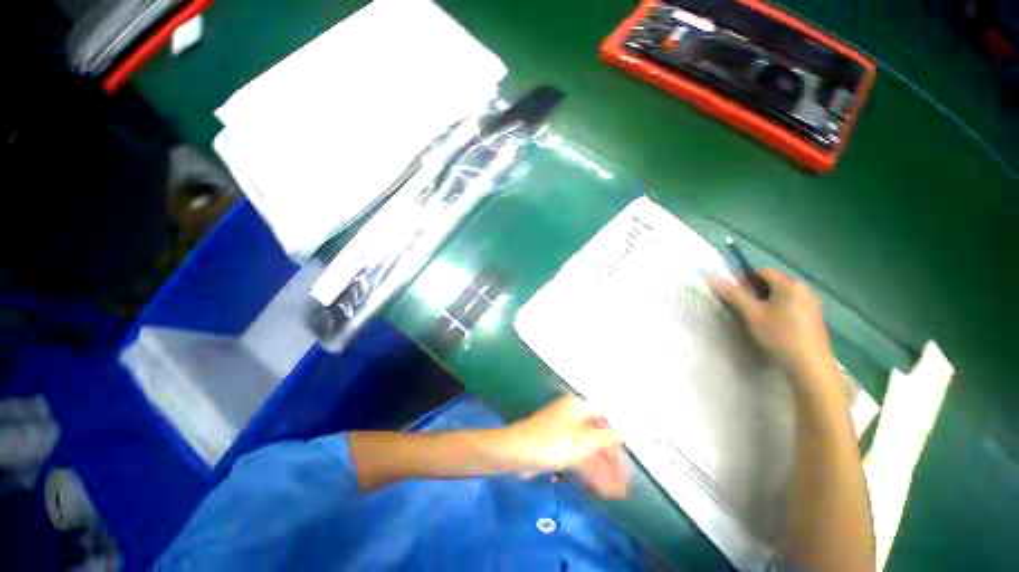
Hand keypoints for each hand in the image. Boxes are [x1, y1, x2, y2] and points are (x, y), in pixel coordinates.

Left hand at [502, 395, 629, 498]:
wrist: (517, 452)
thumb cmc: (552, 442)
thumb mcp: (584, 441)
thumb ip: (607, 437)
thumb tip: (628, 430)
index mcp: (578, 407)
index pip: (606, 420)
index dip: (618, 439)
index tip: (628, 459)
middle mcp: (573, 417)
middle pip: (598, 438)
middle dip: (611, 462)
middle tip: (625, 483)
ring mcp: (565, 433)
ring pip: (589, 451)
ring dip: (603, 471)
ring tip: (617, 493)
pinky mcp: (558, 447)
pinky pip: (578, 458)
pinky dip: (590, 472)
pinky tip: (602, 489)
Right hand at [708, 269, 837, 390]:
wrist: (810, 366)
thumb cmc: (780, 336)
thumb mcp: (752, 314)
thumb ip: (733, 294)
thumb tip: (711, 277)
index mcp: (790, 285)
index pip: (762, 272)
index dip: (744, 280)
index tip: (734, 296)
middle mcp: (804, 290)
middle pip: (772, 284)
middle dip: (754, 293)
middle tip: (742, 309)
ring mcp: (811, 305)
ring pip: (781, 297)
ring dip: (765, 304)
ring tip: (755, 320)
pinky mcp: (813, 320)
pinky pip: (790, 308)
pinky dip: (777, 313)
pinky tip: (772, 329)